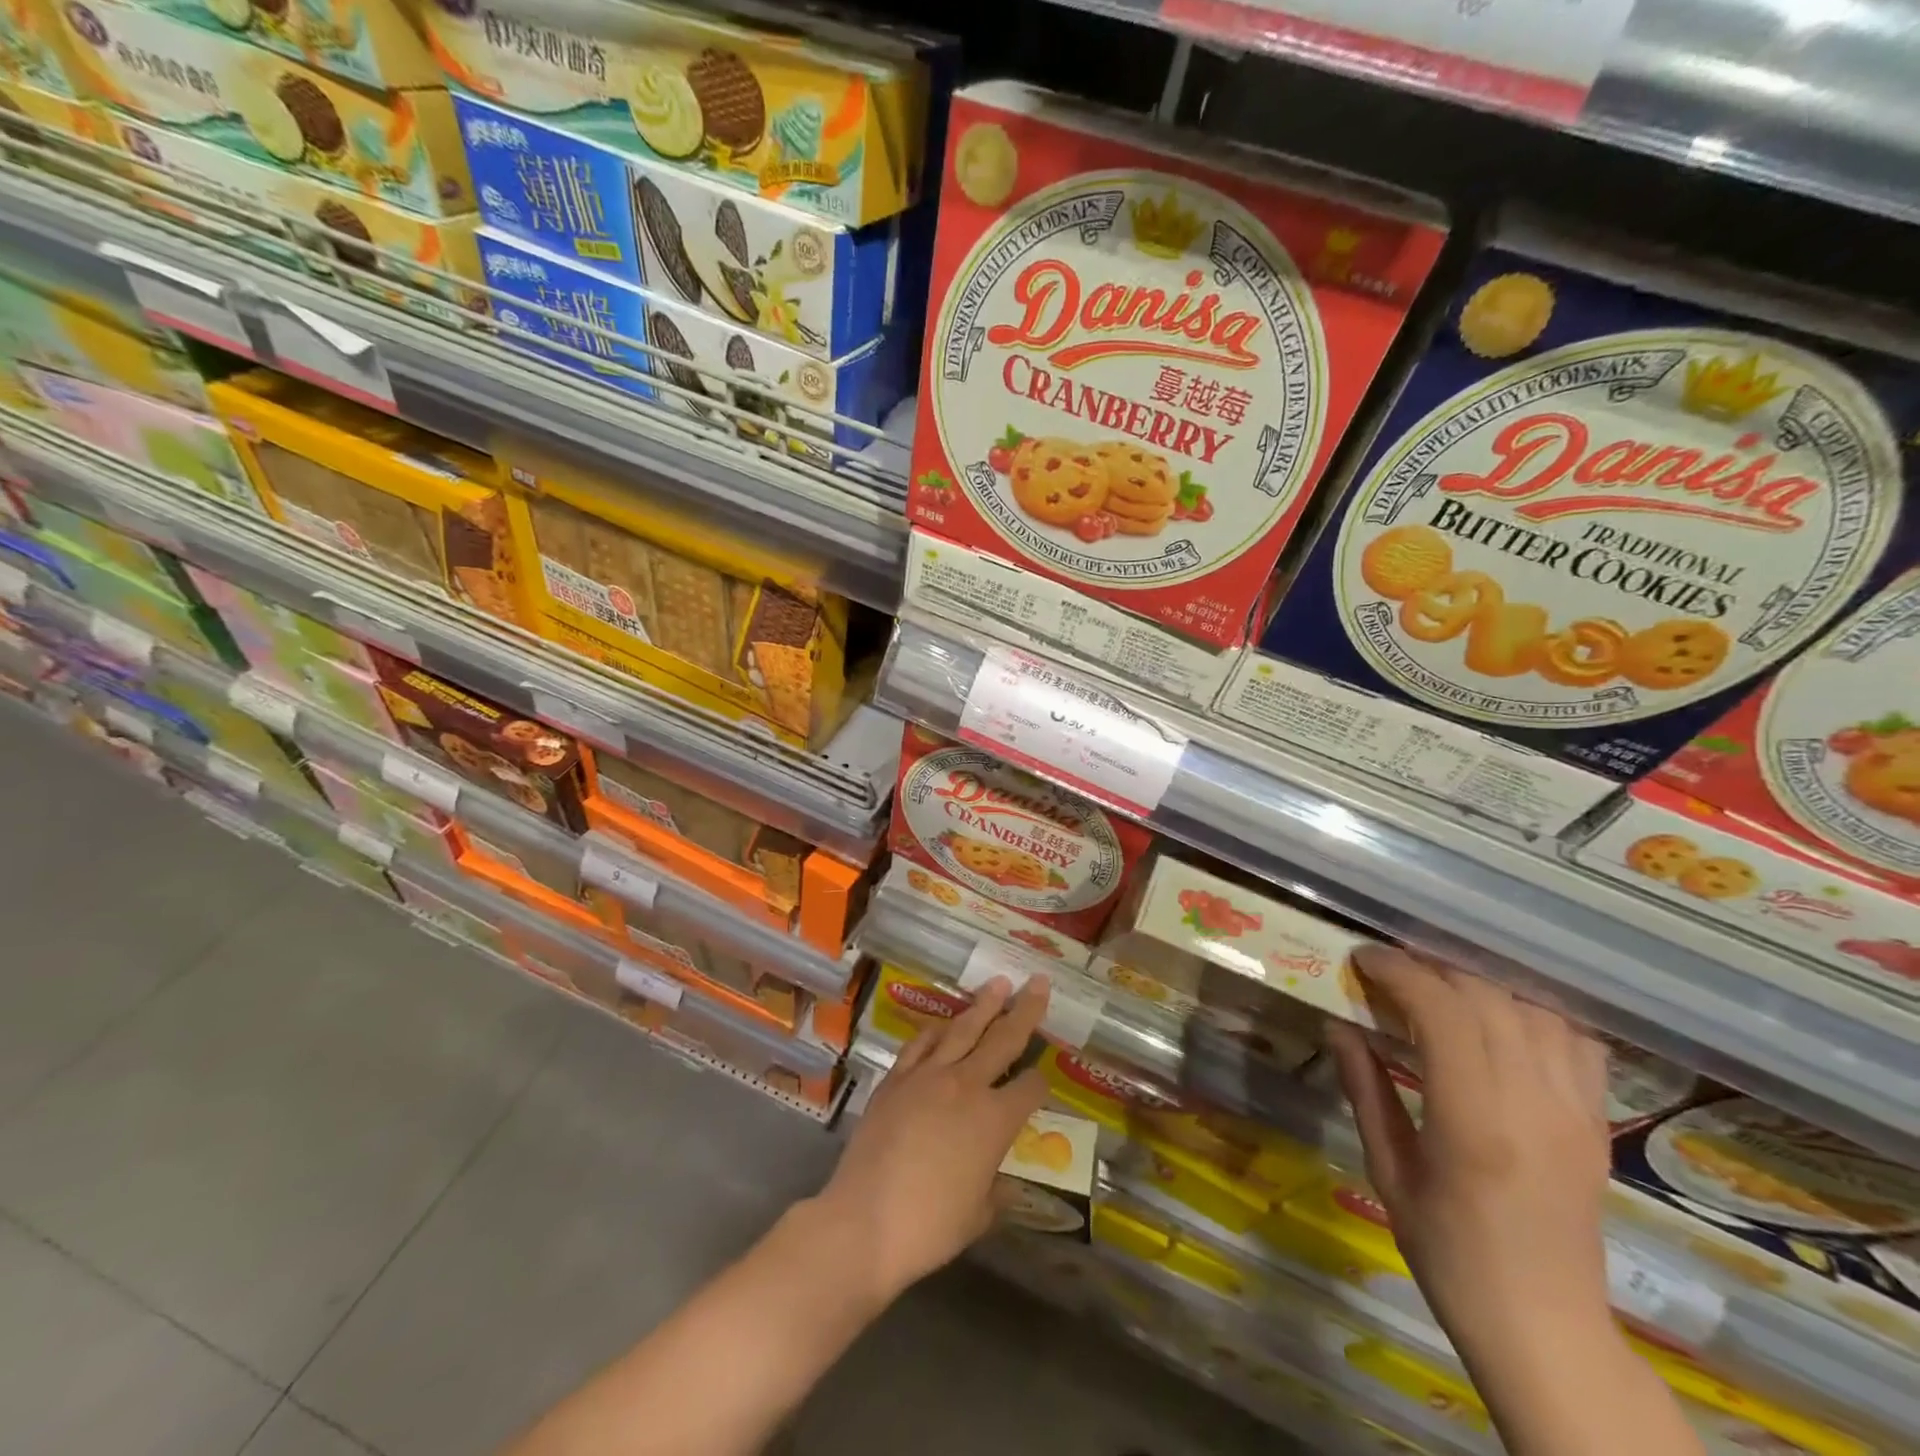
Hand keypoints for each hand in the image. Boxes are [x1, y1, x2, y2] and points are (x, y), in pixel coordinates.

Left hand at [817, 976, 1052, 1306]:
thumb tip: (1007, 1184)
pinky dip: (935, 1031)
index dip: (1040, 1084)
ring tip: (998, 984)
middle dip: (1026, 1010)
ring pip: (962, 1029)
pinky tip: (942, 1024)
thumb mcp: (978, 1216)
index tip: (1042, 1083)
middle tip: (1039, 982)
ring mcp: (928, 1076)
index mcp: (995, 1119)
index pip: (1030, 1088)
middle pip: (1003, 1039)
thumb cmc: (930, 1226)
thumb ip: (997, 1192)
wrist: (864, 1221)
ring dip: (983, 1005)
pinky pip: (920, 1044)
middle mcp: (966, 1085)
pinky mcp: (896, 1079)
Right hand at [1327, 946, 1613, 1365]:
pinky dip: (1533, 1015)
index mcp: (1474, 1121)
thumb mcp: (1388, 1172)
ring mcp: (1576, 1112)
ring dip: (1481, 987)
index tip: (1363, 960)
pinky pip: (1575, 1042)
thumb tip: (1339, 1026)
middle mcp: (1533, 1104)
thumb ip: (1365, 1090)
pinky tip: (1500, 1024)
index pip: (1442, 1011)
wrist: (1544, 1327)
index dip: (1399, 971)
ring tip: (1439, 992)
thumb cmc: (1449, 1253)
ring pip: (1533, 1010)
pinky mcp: (1597, 1123)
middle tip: (1390, 973)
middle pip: (1487, 998)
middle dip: (1431, 970)